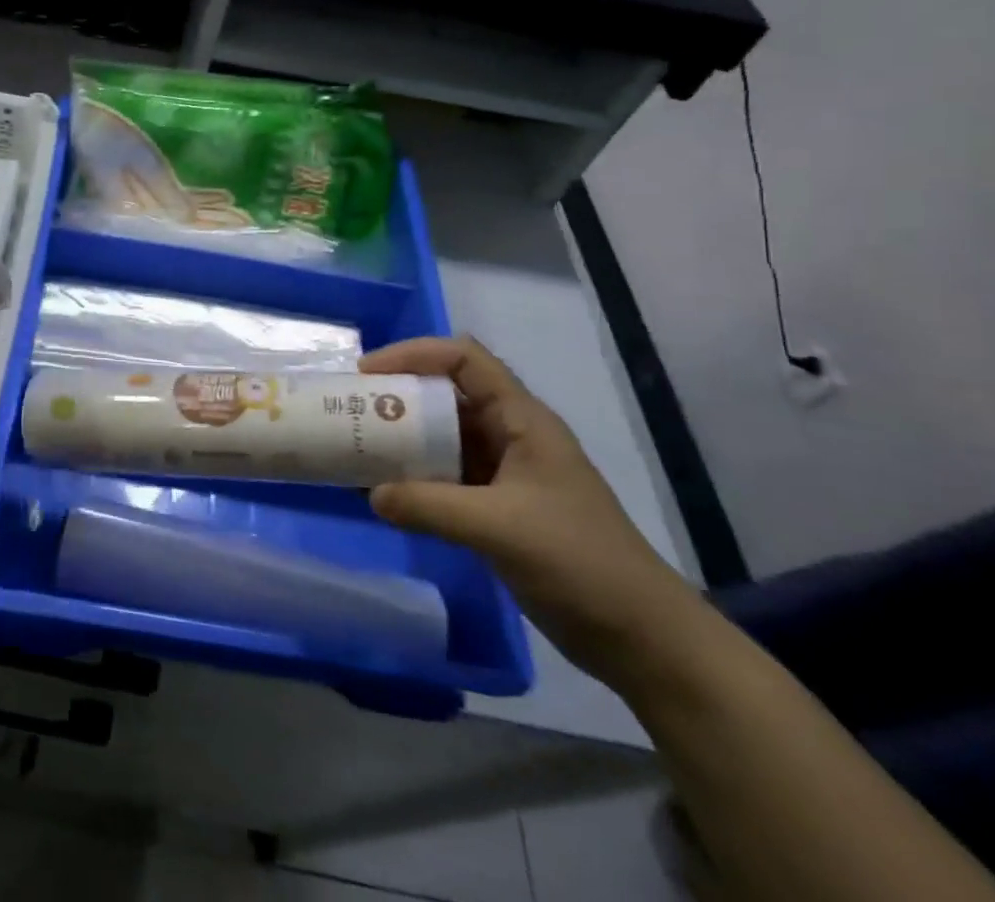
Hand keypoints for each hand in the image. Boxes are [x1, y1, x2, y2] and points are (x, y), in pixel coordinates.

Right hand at [362, 337, 703, 691]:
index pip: (463, 360)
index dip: (413, 354)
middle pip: (445, 394)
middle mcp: (510, 436)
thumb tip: (370, 494)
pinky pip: (444, 476)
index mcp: (522, 420)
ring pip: (441, 436)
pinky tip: (382, 491)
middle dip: (397, 396)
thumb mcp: (500, 529)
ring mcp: (504, 473)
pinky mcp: (497, 507)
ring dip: (401, 438)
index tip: (367, 375)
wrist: (645, 640)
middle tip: (350, 410)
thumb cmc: (581, 564)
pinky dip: (412, 477)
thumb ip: (430, 506)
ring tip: (356, 446)